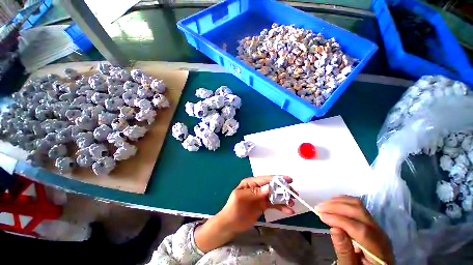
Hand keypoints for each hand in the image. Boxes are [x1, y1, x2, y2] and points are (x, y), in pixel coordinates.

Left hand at [194, 176, 294, 252]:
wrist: (230, 224)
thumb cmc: (233, 209)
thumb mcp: (240, 198)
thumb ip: (254, 193)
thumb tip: (268, 188)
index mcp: (250, 183)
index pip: (265, 179)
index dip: (277, 179)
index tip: (288, 179)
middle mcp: (257, 188)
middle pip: (272, 186)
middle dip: (283, 189)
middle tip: (294, 193)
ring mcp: (261, 197)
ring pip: (274, 195)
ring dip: (283, 198)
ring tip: (292, 203)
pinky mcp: (263, 205)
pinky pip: (273, 205)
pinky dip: (281, 207)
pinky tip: (288, 211)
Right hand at [315, 196, 394, 264]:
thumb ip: (344, 251)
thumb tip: (334, 229)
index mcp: (379, 250)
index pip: (361, 230)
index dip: (339, 220)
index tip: (321, 215)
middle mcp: (380, 234)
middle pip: (359, 212)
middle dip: (336, 207)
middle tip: (318, 207)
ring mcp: (376, 226)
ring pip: (358, 205)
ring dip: (338, 202)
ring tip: (323, 205)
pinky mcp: (369, 221)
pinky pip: (357, 206)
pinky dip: (343, 202)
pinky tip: (333, 203)